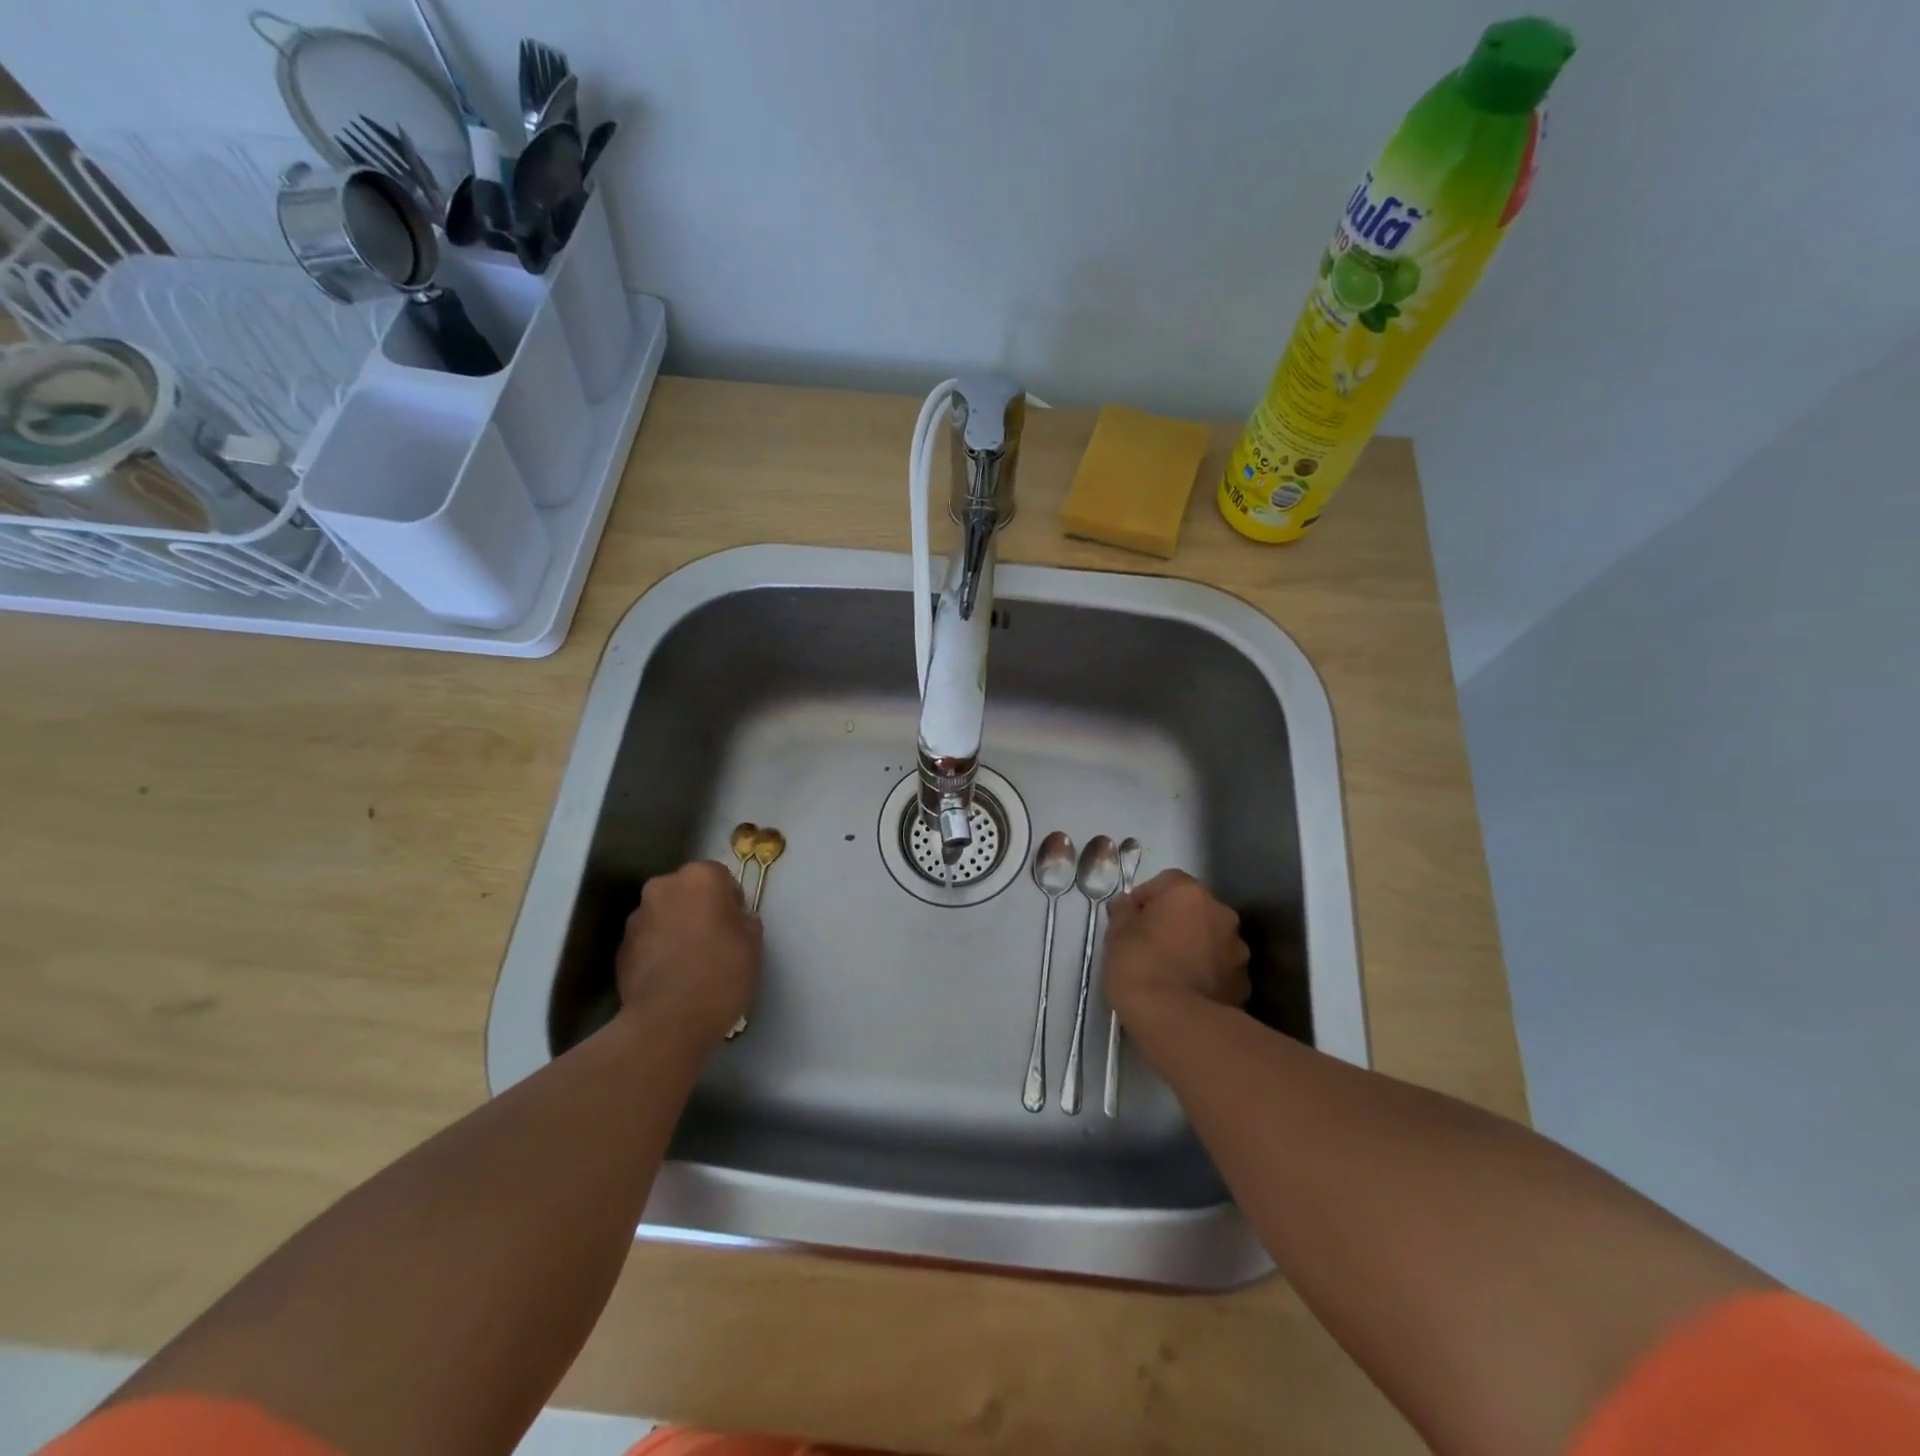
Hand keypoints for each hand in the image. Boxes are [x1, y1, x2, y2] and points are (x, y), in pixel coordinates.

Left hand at [615, 861, 761, 1048]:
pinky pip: (648, 940)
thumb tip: (734, 919)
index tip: (736, 927)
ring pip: (665, 915)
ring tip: (690, 963)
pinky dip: (659, 951)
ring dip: (676, 929)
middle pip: (687, 891)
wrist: (668, 1021)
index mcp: (699, 877)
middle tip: (715, 941)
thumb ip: (744, 920)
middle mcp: (663, 887)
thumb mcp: (753, 942)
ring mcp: (636, 917)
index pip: (720, 877)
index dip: (731, 901)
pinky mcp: (620, 948)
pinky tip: (672, 977)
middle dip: (699, 909)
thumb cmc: (721, 972)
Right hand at [1101, 869, 1249, 1035]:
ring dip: (1193, 947)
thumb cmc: (1140, 967)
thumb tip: (1128, 906)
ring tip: (1169, 973)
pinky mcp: (1244, 984)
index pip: (1166, 882)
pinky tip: (1186, 993)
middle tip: (1149, 945)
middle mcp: (1221, 914)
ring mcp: (1237, 950)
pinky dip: (1205, 974)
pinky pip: (1219, 969)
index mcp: (1190, 894)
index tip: (1130, 921)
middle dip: (1174, 922)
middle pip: (1193, 909)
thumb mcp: (1116, 934)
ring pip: (1209, 939)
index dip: (1146, 899)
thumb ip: (1124, 913)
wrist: (1177, 1022)